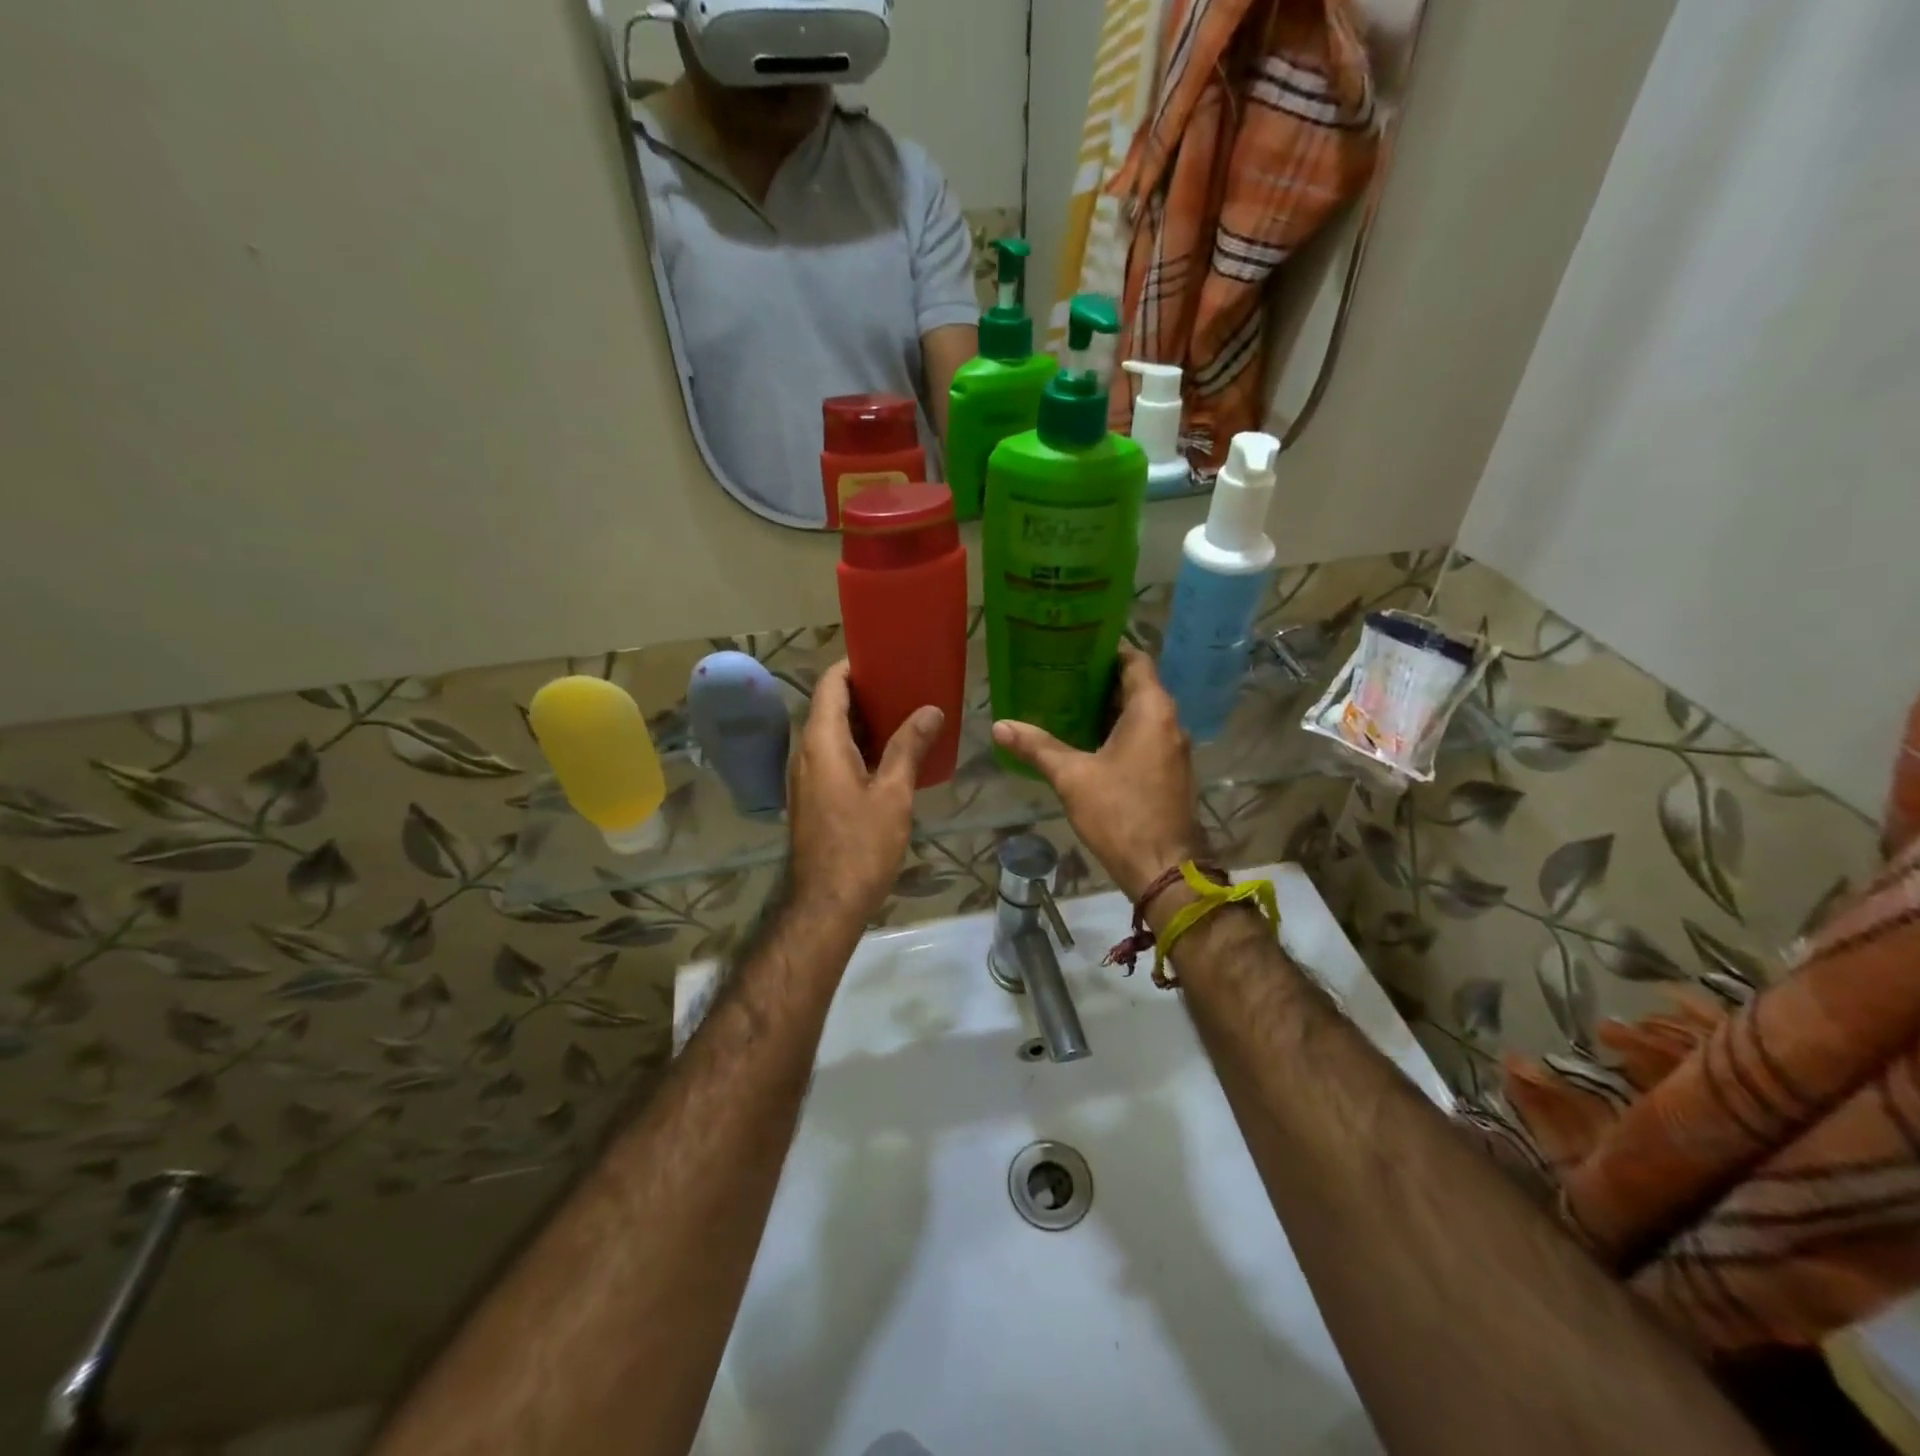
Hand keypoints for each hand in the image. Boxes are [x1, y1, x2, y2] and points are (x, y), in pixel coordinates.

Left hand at [789, 661, 942, 926]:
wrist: (826, 903)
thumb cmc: (861, 845)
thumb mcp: (893, 794)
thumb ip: (909, 747)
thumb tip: (931, 710)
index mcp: (821, 742)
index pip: (830, 685)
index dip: (853, 666)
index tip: (886, 658)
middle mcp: (805, 752)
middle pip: (830, 707)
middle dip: (866, 693)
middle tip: (907, 686)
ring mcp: (805, 777)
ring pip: (831, 734)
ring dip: (863, 722)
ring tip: (905, 716)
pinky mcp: (811, 797)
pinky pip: (832, 757)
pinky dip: (857, 746)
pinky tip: (890, 757)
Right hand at [991, 645, 1202, 900]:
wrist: (1163, 868)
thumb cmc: (1120, 813)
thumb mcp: (1072, 777)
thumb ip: (1037, 747)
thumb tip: (999, 726)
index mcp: (1152, 710)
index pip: (1134, 660)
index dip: (1106, 649)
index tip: (1074, 646)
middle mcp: (1169, 722)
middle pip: (1135, 686)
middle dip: (1098, 680)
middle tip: (1058, 675)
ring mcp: (1173, 748)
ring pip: (1140, 714)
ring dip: (1107, 709)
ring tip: (1064, 705)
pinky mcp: (1170, 772)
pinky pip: (1144, 737)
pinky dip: (1118, 732)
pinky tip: (1085, 742)